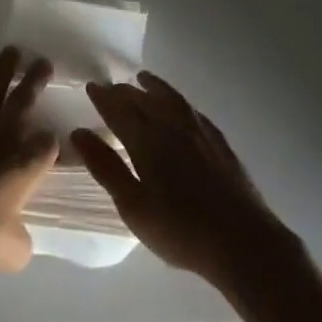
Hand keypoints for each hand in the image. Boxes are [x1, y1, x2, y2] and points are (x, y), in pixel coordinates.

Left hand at [0, 47, 57, 273]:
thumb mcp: (9, 252)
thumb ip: (20, 242)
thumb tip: (22, 242)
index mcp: (25, 166)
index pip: (47, 145)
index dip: (52, 144)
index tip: (54, 144)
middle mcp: (2, 140)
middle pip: (23, 102)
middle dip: (35, 81)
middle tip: (44, 61)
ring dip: (2, 72)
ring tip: (12, 51)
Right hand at [73, 72, 295, 290]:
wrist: (243, 242)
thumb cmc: (180, 230)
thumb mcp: (133, 206)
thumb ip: (106, 167)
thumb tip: (78, 132)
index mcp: (146, 140)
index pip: (119, 110)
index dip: (104, 98)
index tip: (92, 86)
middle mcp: (171, 127)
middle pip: (143, 100)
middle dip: (125, 91)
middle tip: (112, 87)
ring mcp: (199, 133)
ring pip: (171, 100)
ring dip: (155, 87)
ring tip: (144, 79)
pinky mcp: (220, 144)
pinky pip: (194, 112)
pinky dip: (181, 103)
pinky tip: (182, 107)